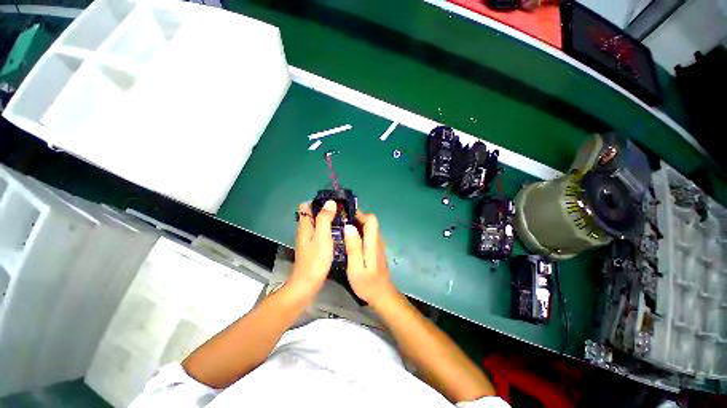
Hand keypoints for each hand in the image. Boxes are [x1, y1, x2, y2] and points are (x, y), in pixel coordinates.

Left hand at [289, 201, 336, 296]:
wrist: (308, 284)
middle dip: (326, 209)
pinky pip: (320, 232)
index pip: (306, 206)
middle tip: (342, 210)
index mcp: (305, 226)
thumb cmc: (315, 260)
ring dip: (328, 219)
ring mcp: (308, 239)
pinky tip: (339, 232)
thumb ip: (324, 219)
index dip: (317, 201)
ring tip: (343, 219)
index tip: (332, 201)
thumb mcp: (322, 237)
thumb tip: (330, 202)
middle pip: (312, 214)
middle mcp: (305, 230)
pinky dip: (328, 229)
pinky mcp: (313, 247)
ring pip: (317, 223)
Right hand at [343, 212, 397, 304]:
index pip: (371, 219)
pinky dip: (358, 232)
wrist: (381, 295)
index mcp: (373, 243)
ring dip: (356, 225)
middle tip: (339, 222)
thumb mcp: (356, 268)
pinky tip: (348, 240)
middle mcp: (377, 240)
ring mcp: (378, 244)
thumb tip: (349, 227)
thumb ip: (353, 247)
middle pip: (370, 222)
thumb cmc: (367, 284)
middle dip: (355, 218)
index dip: (359, 214)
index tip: (345, 216)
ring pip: (368, 228)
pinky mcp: (376, 249)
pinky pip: (367, 234)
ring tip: (341, 229)